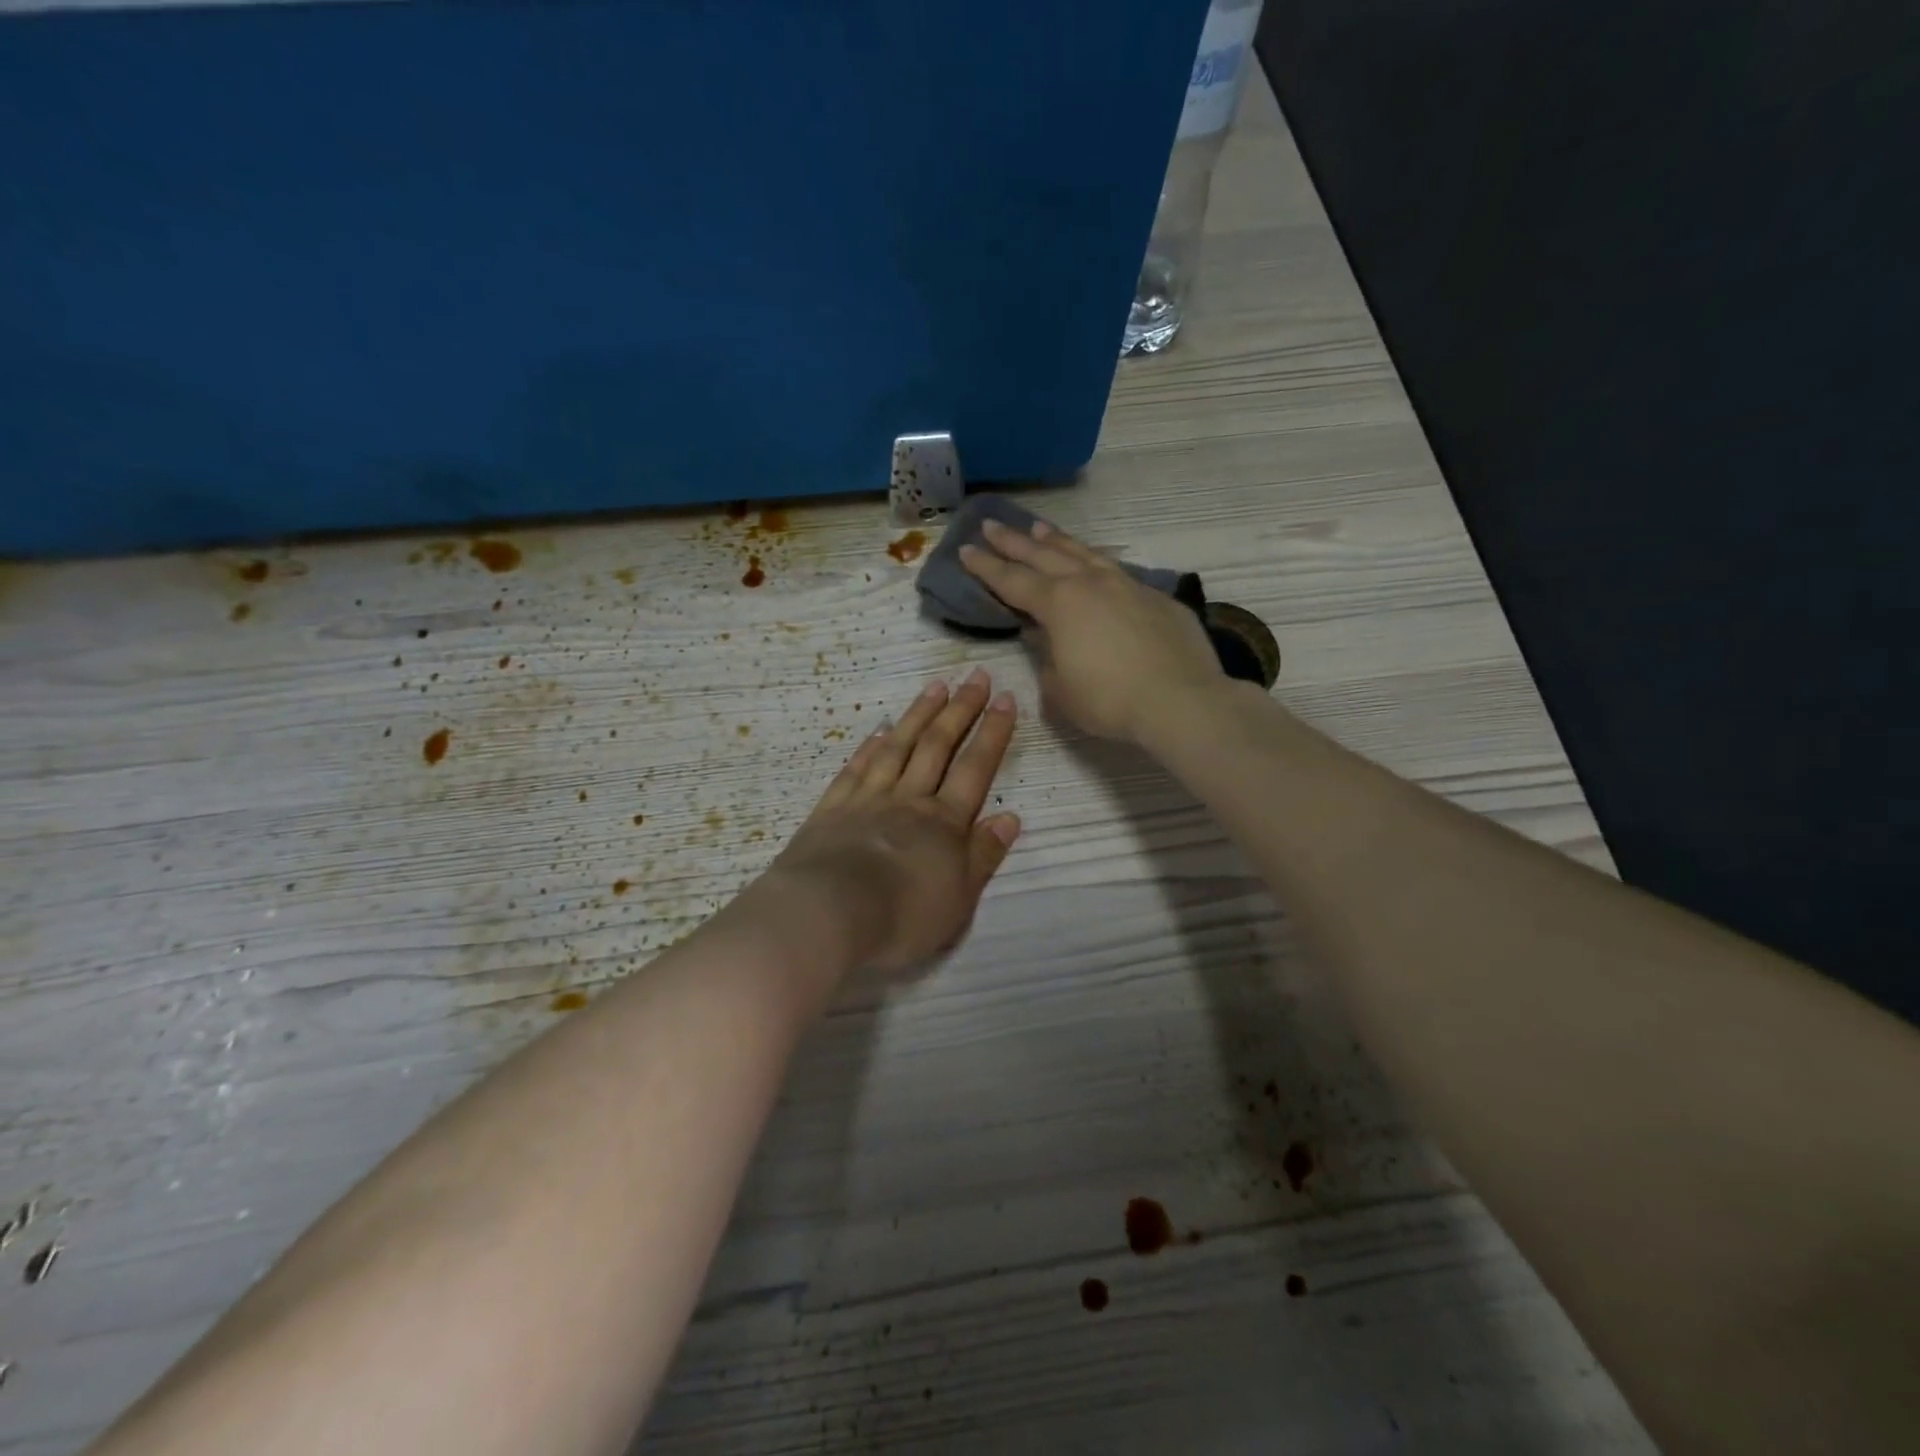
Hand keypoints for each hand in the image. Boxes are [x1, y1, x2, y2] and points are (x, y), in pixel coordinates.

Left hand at [766, 670, 1020, 975]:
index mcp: (944, 822)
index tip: (1006, 699)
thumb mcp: (959, 899)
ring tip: (936, 687)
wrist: (826, 916)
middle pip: (938, 745)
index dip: (993, 732)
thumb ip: (984, 856)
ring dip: (919, 715)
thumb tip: (1010, 817)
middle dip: (961, 709)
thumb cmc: (902, 917)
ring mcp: (867, 799)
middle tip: (976, 676)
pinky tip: (879, 731)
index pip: (976, 767)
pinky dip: (870, 747)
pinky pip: (856, 769)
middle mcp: (909, 799)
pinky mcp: (831, 809)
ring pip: (898, 746)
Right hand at [960, 517, 1222, 746]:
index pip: (1012, 580)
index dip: (986, 566)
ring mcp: (1127, 585)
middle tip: (991, 524)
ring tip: (1040, 529)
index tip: (965, 549)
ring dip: (1057, 541)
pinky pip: (1116, 571)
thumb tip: (1044, 639)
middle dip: (1014, 541)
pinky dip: (1096, 563)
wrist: (1181, 700)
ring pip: (1084, 554)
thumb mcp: (1061, 691)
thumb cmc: (1110, 702)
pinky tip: (1095, 565)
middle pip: (1044, 555)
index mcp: (1059, 604)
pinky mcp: (1157, 597)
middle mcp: (1090, 584)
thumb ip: (1046, 660)